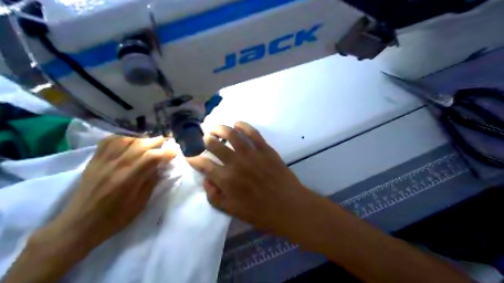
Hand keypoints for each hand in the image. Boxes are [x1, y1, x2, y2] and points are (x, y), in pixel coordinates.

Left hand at [37, 135, 176, 254]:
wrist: (79, 224)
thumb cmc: (114, 218)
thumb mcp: (139, 204)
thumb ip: (151, 182)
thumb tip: (160, 167)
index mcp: (128, 179)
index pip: (152, 157)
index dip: (166, 152)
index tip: (175, 150)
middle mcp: (116, 166)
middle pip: (140, 144)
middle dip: (157, 141)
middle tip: (166, 142)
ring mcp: (103, 161)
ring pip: (125, 140)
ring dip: (141, 138)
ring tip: (149, 142)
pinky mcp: (94, 160)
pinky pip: (108, 141)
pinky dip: (122, 137)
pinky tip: (129, 141)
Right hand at [186, 123, 319, 235]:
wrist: (288, 206)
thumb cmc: (259, 212)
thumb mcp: (231, 210)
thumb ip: (214, 195)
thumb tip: (207, 179)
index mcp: (225, 179)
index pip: (203, 163)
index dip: (193, 158)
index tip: (189, 154)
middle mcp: (235, 162)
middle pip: (214, 145)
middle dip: (204, 140)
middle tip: (203, 138)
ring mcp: (251, 153)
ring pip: (231, 134)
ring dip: (220, 128)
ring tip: (214, 127)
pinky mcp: (265, 149)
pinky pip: (252, 133)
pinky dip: (243, 126)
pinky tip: (237, 123)